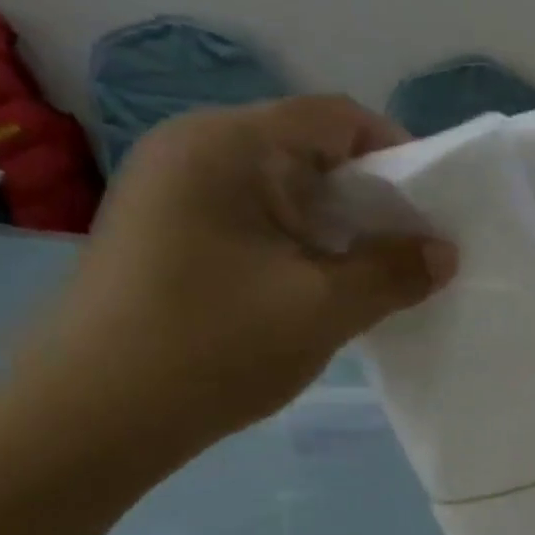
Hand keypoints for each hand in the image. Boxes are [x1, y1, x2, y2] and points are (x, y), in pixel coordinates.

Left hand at [23, 96, 456, 461]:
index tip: (432, 211)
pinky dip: (297, 245)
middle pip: (307, 150)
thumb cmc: (214, 347)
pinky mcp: (164, 233)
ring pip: (281, 191)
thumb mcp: (323, 308)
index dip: (398, 154)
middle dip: (370, 199)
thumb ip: (393, 272)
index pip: (336, 118)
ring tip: (370, 277)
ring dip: (335, 228)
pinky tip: (316, 291)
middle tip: (409, 252)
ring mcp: (170, 191)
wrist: (91, 417)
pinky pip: (251, 220)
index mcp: (228, 145)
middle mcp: (193, 149)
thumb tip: (443, 251)